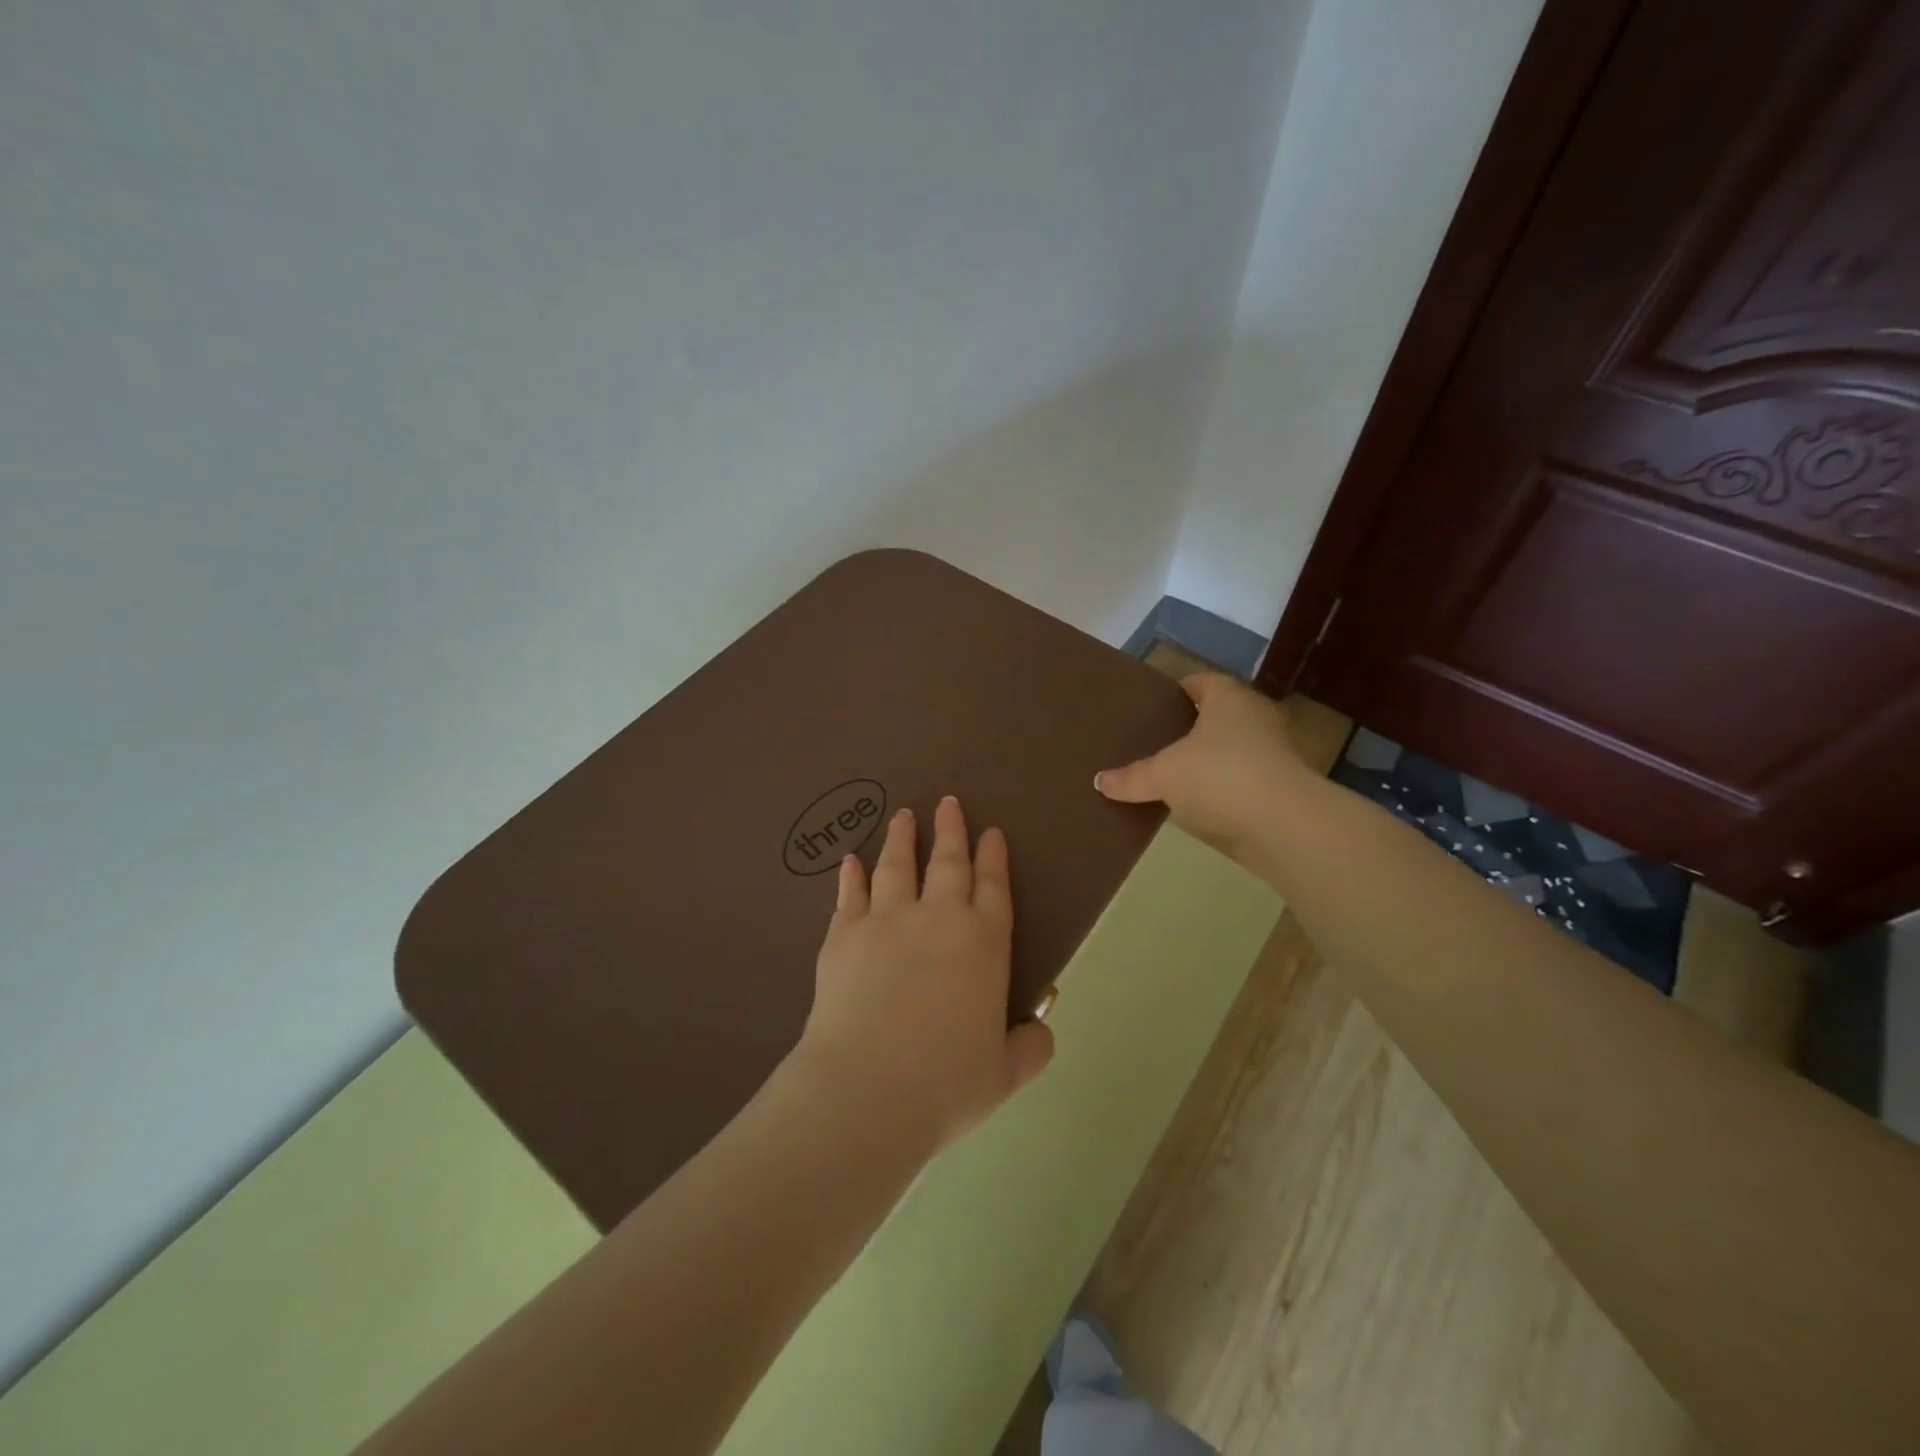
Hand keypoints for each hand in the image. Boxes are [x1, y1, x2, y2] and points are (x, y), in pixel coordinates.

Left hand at [792, 797, 1054, 1151]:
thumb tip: (1041, 1029)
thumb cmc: (945, 1084)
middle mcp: (938, 918)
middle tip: (949, 802)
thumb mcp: (1005, 1074)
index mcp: (984, 944)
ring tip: (903, 816)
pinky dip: (852, 875)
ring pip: (897, 866)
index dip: (993, 857)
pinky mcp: (843, 934)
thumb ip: (1030, 1046)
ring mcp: (887, 920)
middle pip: (948, 862)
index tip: (991, 832)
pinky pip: (850, 894)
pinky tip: (851, 861)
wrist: (868, 1090)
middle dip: (951, 830)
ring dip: (902, 839)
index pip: (993, 886)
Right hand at [1094, 673, 1308, 870]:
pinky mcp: (1279, 787)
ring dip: (1207, 760)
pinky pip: (1240, 780)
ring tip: (1171, 774)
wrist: (1284, 824)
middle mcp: (1255, 717)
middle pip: (1216, 715)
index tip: (1154, 706)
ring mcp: (1272, 753)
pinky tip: (1196, 804)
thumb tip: (1098, 781)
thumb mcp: (1164, 775)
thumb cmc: (1220, 776)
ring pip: (1230, 749)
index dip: (1177, 691)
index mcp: (1228, 698)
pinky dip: (1221, 788)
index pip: (1200, 682)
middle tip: (1155, 740)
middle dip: (1189, 727)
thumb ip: (1131, 777)